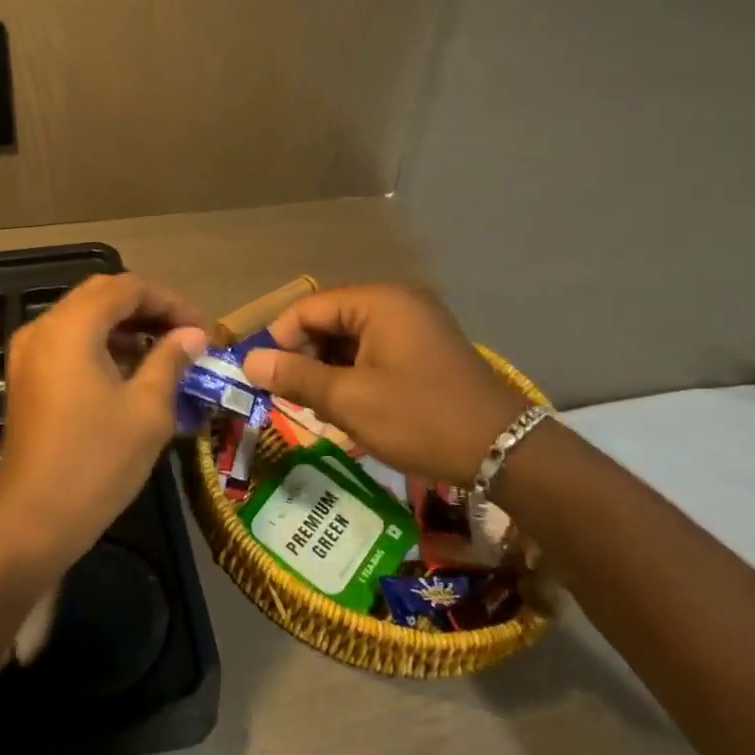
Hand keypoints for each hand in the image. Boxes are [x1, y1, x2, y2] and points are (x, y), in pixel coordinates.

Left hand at [0, 273, 206, 574]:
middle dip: (148, 308)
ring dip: (125, 325)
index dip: (170, 301)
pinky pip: (68, 341)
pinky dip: (101, 343)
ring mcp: (29, 352)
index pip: (127, 287)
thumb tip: (193, 335)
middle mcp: (44, 327)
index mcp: (72, 326)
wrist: (31, 521)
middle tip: (186, 334)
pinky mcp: (27, 377)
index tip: (202, 328)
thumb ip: (171, 360)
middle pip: (102, 295)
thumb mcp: (147, 410)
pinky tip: (130, 370)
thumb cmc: (96, 462)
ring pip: (84, 317)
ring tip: (166, 351)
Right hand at [240, 284, 532, 486]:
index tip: (262, 377)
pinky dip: (354, 374)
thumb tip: (249, 362)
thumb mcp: (350, 400)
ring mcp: (416, 326)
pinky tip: (347, 405)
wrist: (505, 453)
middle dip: (304, 356)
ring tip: (313, 405)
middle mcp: (397, 303)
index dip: (279, 340)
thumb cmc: (420, 418)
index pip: (308, 308)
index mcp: (378, 302)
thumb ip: (296, 377)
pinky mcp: (426, 351)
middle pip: (330, 320)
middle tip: (286, 396)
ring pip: (351, 339)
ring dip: (327, 368)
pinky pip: (375, 352)